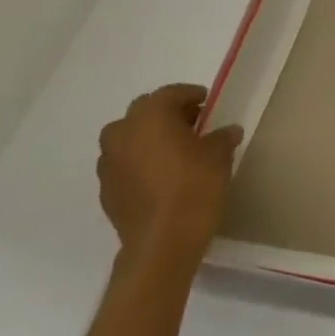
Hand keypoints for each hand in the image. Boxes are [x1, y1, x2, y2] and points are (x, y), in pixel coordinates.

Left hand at [96, 84, 242, 274]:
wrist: (163, 241)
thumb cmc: (195, 186)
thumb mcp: (219, 155)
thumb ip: (222, 137)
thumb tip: (228, 131)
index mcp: (150, 116)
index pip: (170, 94)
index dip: (190, 95)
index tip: (207, 102)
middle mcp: (122, 133)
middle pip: (144, 112)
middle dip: (167, 114)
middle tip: (192, 124)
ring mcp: (108, 163)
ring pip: (129, 138)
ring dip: (149, 138)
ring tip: (175, 151)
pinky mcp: (106, 189)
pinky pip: (124, 164)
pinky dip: (140, 162)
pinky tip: (161, 176)